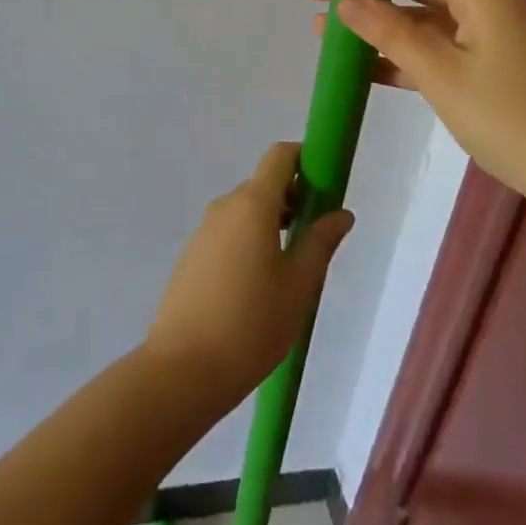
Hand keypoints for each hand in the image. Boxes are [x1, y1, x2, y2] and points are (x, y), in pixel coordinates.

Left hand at [145, 142, 353, 407]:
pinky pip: (228, 232)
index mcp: (253, 204)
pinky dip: (249, 240)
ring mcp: (204, 229)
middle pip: (264, 184)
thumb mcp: (299, 286)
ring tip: (291, 268)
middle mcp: (225, 206)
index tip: (325, 184)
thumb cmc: (252, 324)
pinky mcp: (192, 253)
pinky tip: (258, 285)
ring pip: (245, 211)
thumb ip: (321, 242)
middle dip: (293, 199)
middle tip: (316, 237)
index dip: (305, 160)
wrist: (184, 368)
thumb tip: (341, 213)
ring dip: (271, 223)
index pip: (279, 156)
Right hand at [306, 0, 525, 220]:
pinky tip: (363, 68)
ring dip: (378, 21)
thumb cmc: (516, 118)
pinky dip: (402, 53)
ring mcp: (491, 39)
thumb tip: (346, 0)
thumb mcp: (442, 75)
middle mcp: (486, 4)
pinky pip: (438, 49)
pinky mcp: (492, 70)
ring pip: (424, 15)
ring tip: (326, 31)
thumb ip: (391, 34)